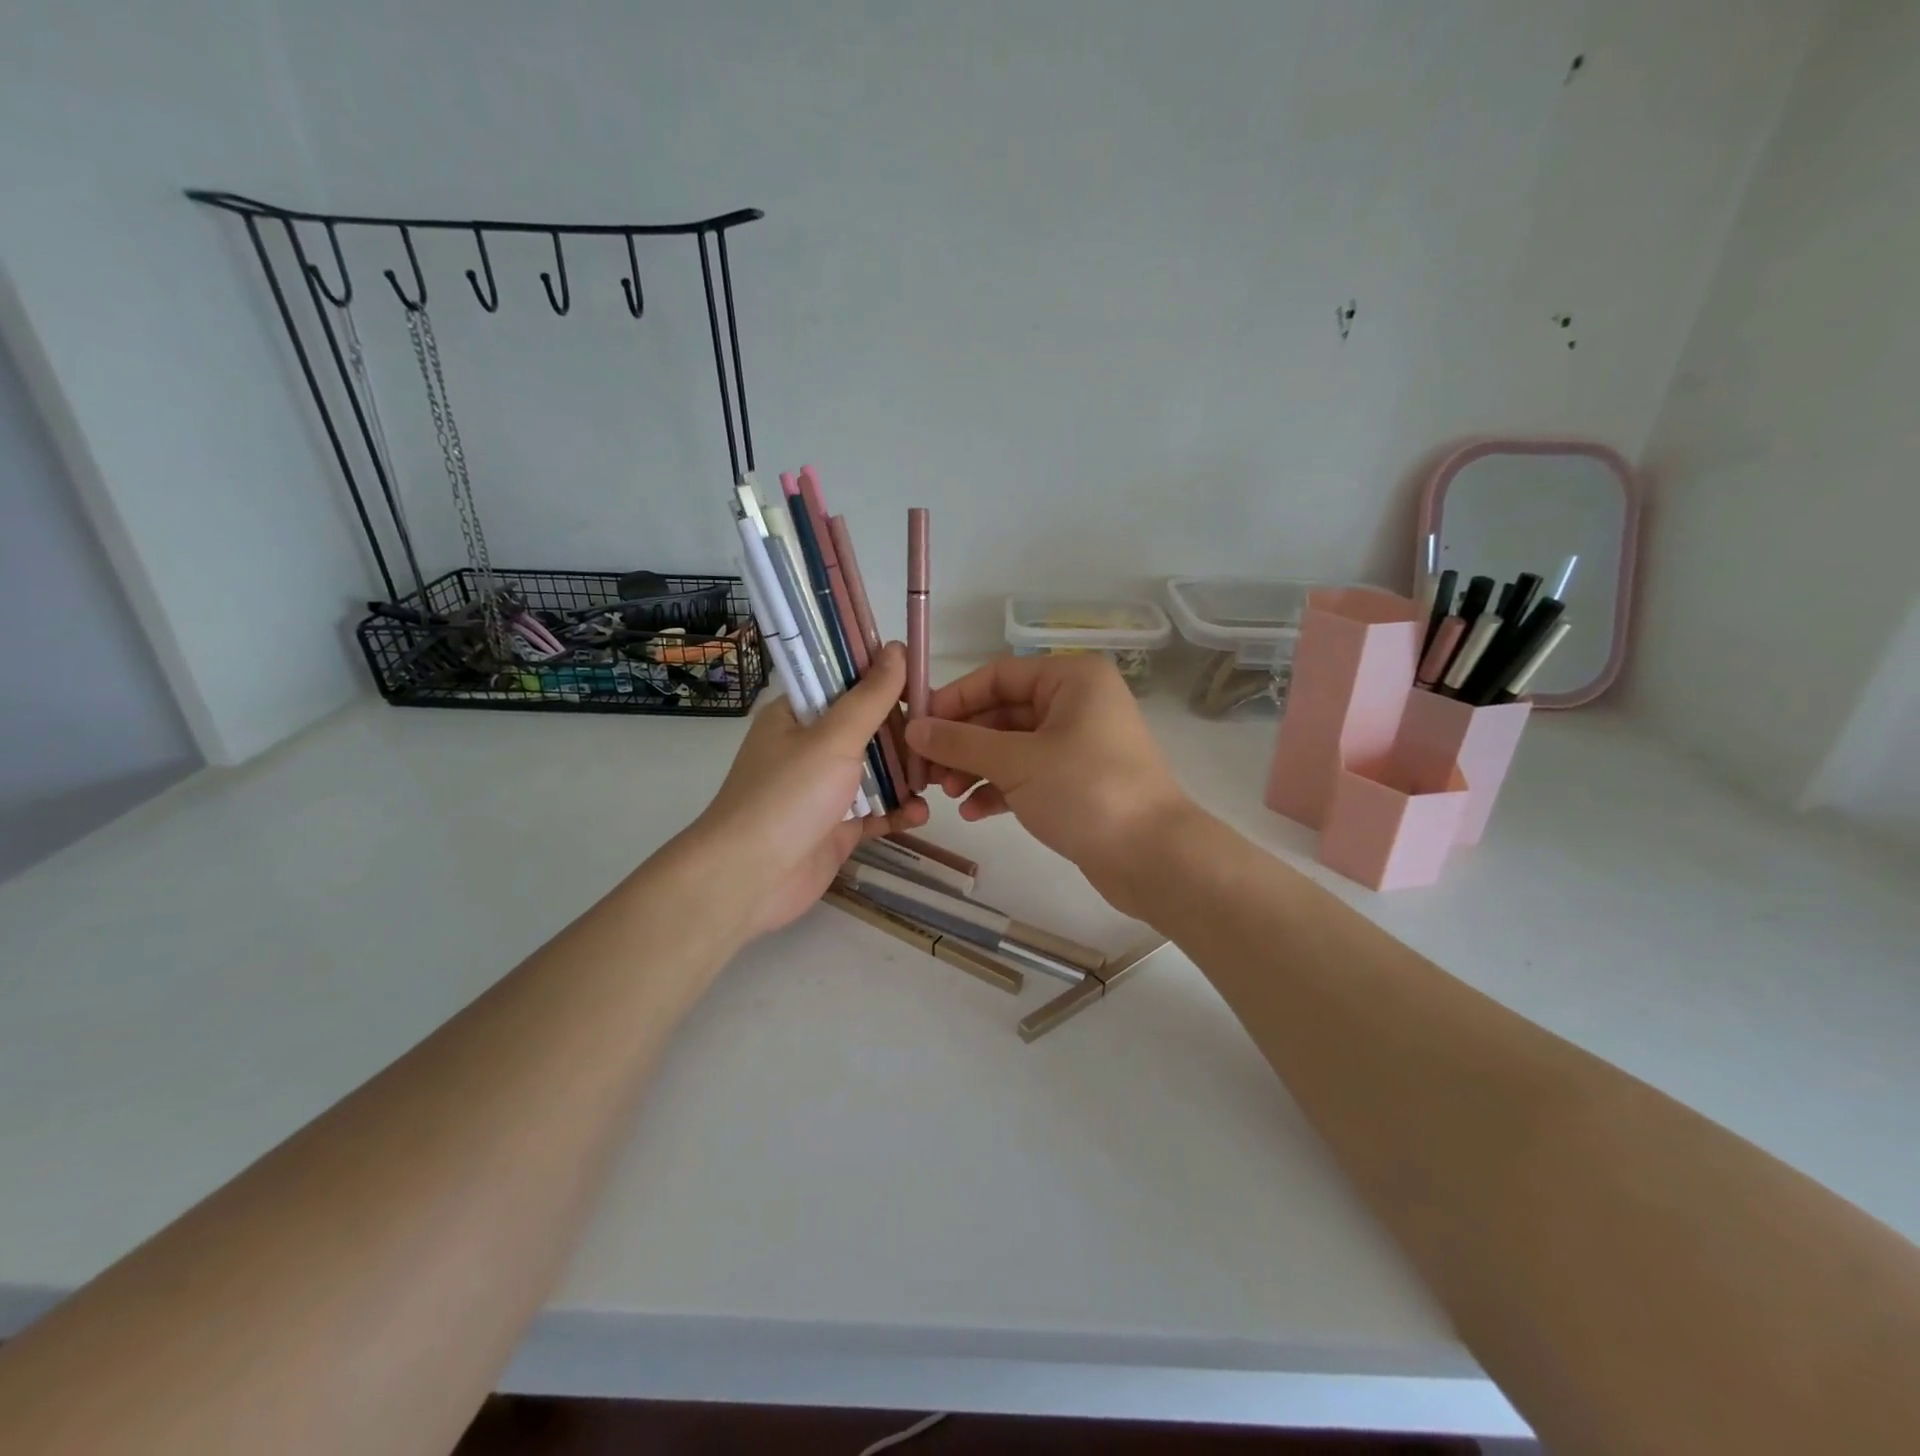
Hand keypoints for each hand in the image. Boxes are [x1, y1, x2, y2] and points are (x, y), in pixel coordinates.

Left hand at [686, 643, 926, 941]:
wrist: (749, 879)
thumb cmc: (788, 795)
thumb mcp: (833, 737)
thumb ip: (870, 697)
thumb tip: (897, 647)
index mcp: (797, 715)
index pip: (845, 684)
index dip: (884, 681)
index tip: (925, 684)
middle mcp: (809, 747)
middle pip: (867, 729)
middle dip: (905, 734)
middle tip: (941, 737)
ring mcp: (823, 790)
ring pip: (875, 772)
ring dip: (906, 775)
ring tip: (940, 778)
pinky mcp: (837, 828)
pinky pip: (875, 812)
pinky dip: (898, 812)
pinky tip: (921, 814)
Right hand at [903, 653, 1193, 915]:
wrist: (1153, 857)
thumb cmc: (1085, 791)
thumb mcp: (1016, 762)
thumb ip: (961, 742)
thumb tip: (914, 729)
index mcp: (1071, 679)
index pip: (997, 676)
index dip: (954, 700)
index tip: (917, 727)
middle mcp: (1077, 703)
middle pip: (1003, 712)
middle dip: (963, 742)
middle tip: (926, 770)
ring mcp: (1079, 744)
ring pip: (1013, 746)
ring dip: (976, 767)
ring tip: (944, 794)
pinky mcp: (1079, 782)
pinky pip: (1029, 775)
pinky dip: (1000, 789)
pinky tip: (973, 812)